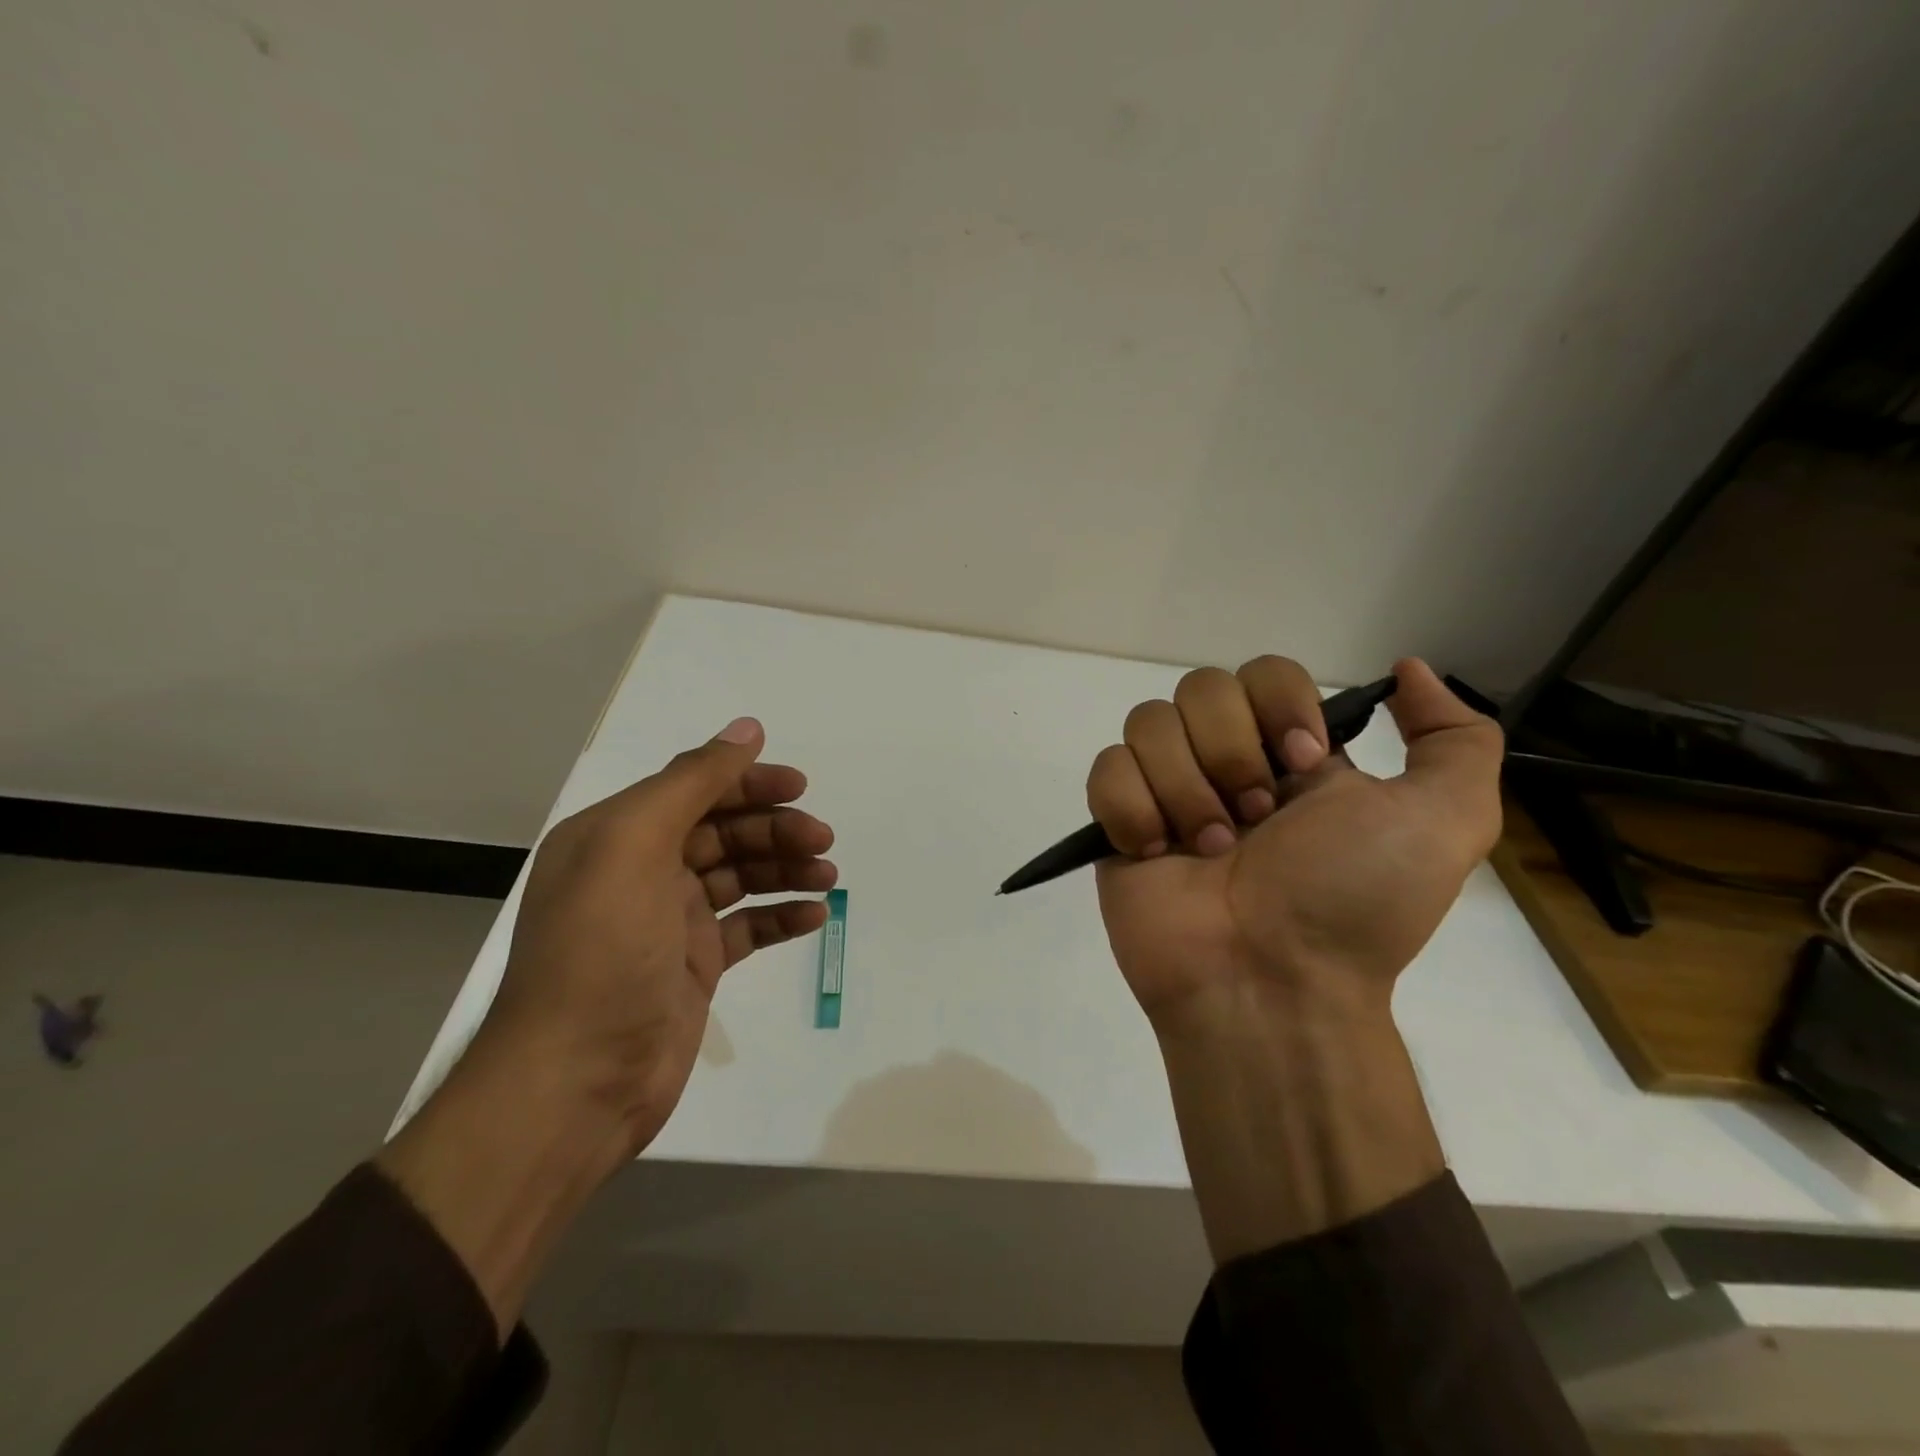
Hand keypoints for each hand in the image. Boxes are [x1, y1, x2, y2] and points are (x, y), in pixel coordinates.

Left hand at [379, 716, 834, 1331]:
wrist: (577, 1082)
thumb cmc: (602, 952)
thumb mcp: (636, 847)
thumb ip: (692, 782)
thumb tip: (747, 728)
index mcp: (615, 835)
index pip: (692, 789)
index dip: (746, 781)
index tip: (798, 787)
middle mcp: (640, 872)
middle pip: (722, 831)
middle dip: (774, 829)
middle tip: (821, 841)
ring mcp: (669, 922)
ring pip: (740, 877)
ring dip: (785, 869)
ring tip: (828, 876)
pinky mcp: (694, 966)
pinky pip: (746, 927)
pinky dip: (781, 916)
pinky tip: (815, 915)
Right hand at [1088, 656, 1502, 1031]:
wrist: (1270, 984)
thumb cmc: (1351, 901)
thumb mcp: (1447, 821)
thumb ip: (1457, 738)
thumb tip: (1407, 670)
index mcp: (1291, 754)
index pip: (1264, 672)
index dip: (1278, 705)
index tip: (1302, 763)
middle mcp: (1227, 763)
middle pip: (1200, 687)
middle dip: (1229, 752)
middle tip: (1254, 818)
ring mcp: (1167, 791)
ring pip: (1148, 723)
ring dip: (1185, 788)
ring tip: (1208, 849)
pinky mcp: (1119, 823)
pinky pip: (1106, 770)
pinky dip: (1134, 809)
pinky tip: (1159, 853)